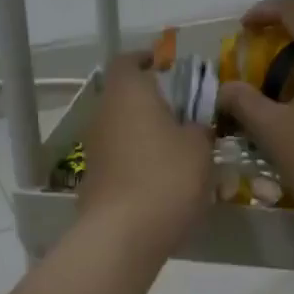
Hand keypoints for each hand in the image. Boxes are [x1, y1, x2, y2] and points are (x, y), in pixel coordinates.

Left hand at [79, 52, 212, 256]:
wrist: (123, 234)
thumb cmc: (166, 177)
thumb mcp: (199, 147)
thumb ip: (199, 127)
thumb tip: (193, 125)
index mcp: (127, 92)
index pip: (128, 60)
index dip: (147, 59)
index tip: (169, 66)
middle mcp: (103, 113)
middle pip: (126, 95)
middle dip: (153, 101)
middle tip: (185, 112)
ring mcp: (94, 147)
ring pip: (123, 127)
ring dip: (146, 132)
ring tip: (180, 147)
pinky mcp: (93, 177)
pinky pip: (120, 156)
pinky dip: (138, 159)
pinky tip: (163, 178)